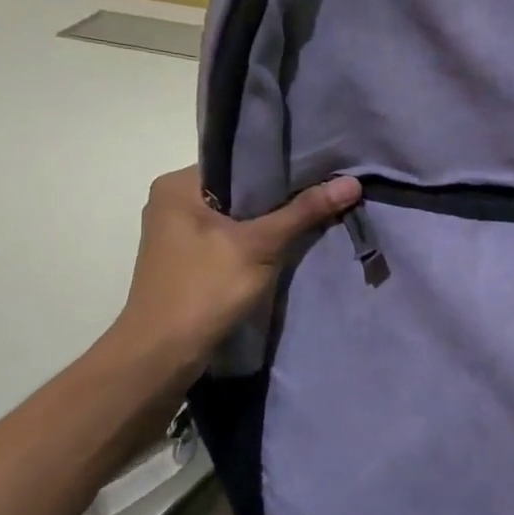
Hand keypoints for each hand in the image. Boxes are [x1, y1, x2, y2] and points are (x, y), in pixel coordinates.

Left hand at [108, 167, 360, 377]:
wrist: (162, 354)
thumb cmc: (204, 289)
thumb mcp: (260, 246)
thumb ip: (304, 212)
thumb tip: (352, 182)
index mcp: (177, 185)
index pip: (236, 160)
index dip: (279, 163)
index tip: (318, 167)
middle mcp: (171, 203)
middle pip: (237, 189)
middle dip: (278, 194)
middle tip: (322, 190)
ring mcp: (176, 235)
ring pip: (233, 216)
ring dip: (267, 220)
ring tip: (311, 213)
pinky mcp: (185, 262)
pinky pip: (227, 239)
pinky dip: (253, 241)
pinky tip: (283, 244)